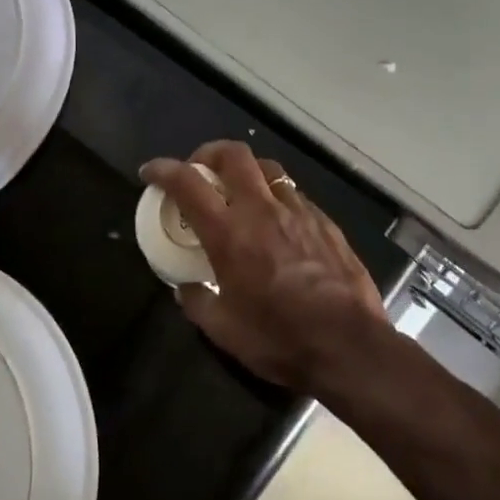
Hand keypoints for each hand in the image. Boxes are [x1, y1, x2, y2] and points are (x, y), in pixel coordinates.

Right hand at [141, 142, 387, 391]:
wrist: (348, 345)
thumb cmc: (279, 339)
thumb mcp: (224, 330)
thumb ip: (198, 302)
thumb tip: (186, 288)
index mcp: (230, 233)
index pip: (188, 183)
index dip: (164, 170)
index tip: (151, 172)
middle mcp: (263, 210)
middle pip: (234, 155)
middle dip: (209, 153)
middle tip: (199, 172)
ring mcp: (299, 212)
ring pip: (269, 169)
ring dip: (246, 172)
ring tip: (239, 193)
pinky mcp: (326, 222)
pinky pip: (295, 195)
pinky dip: (276, 197)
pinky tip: (277, 222)